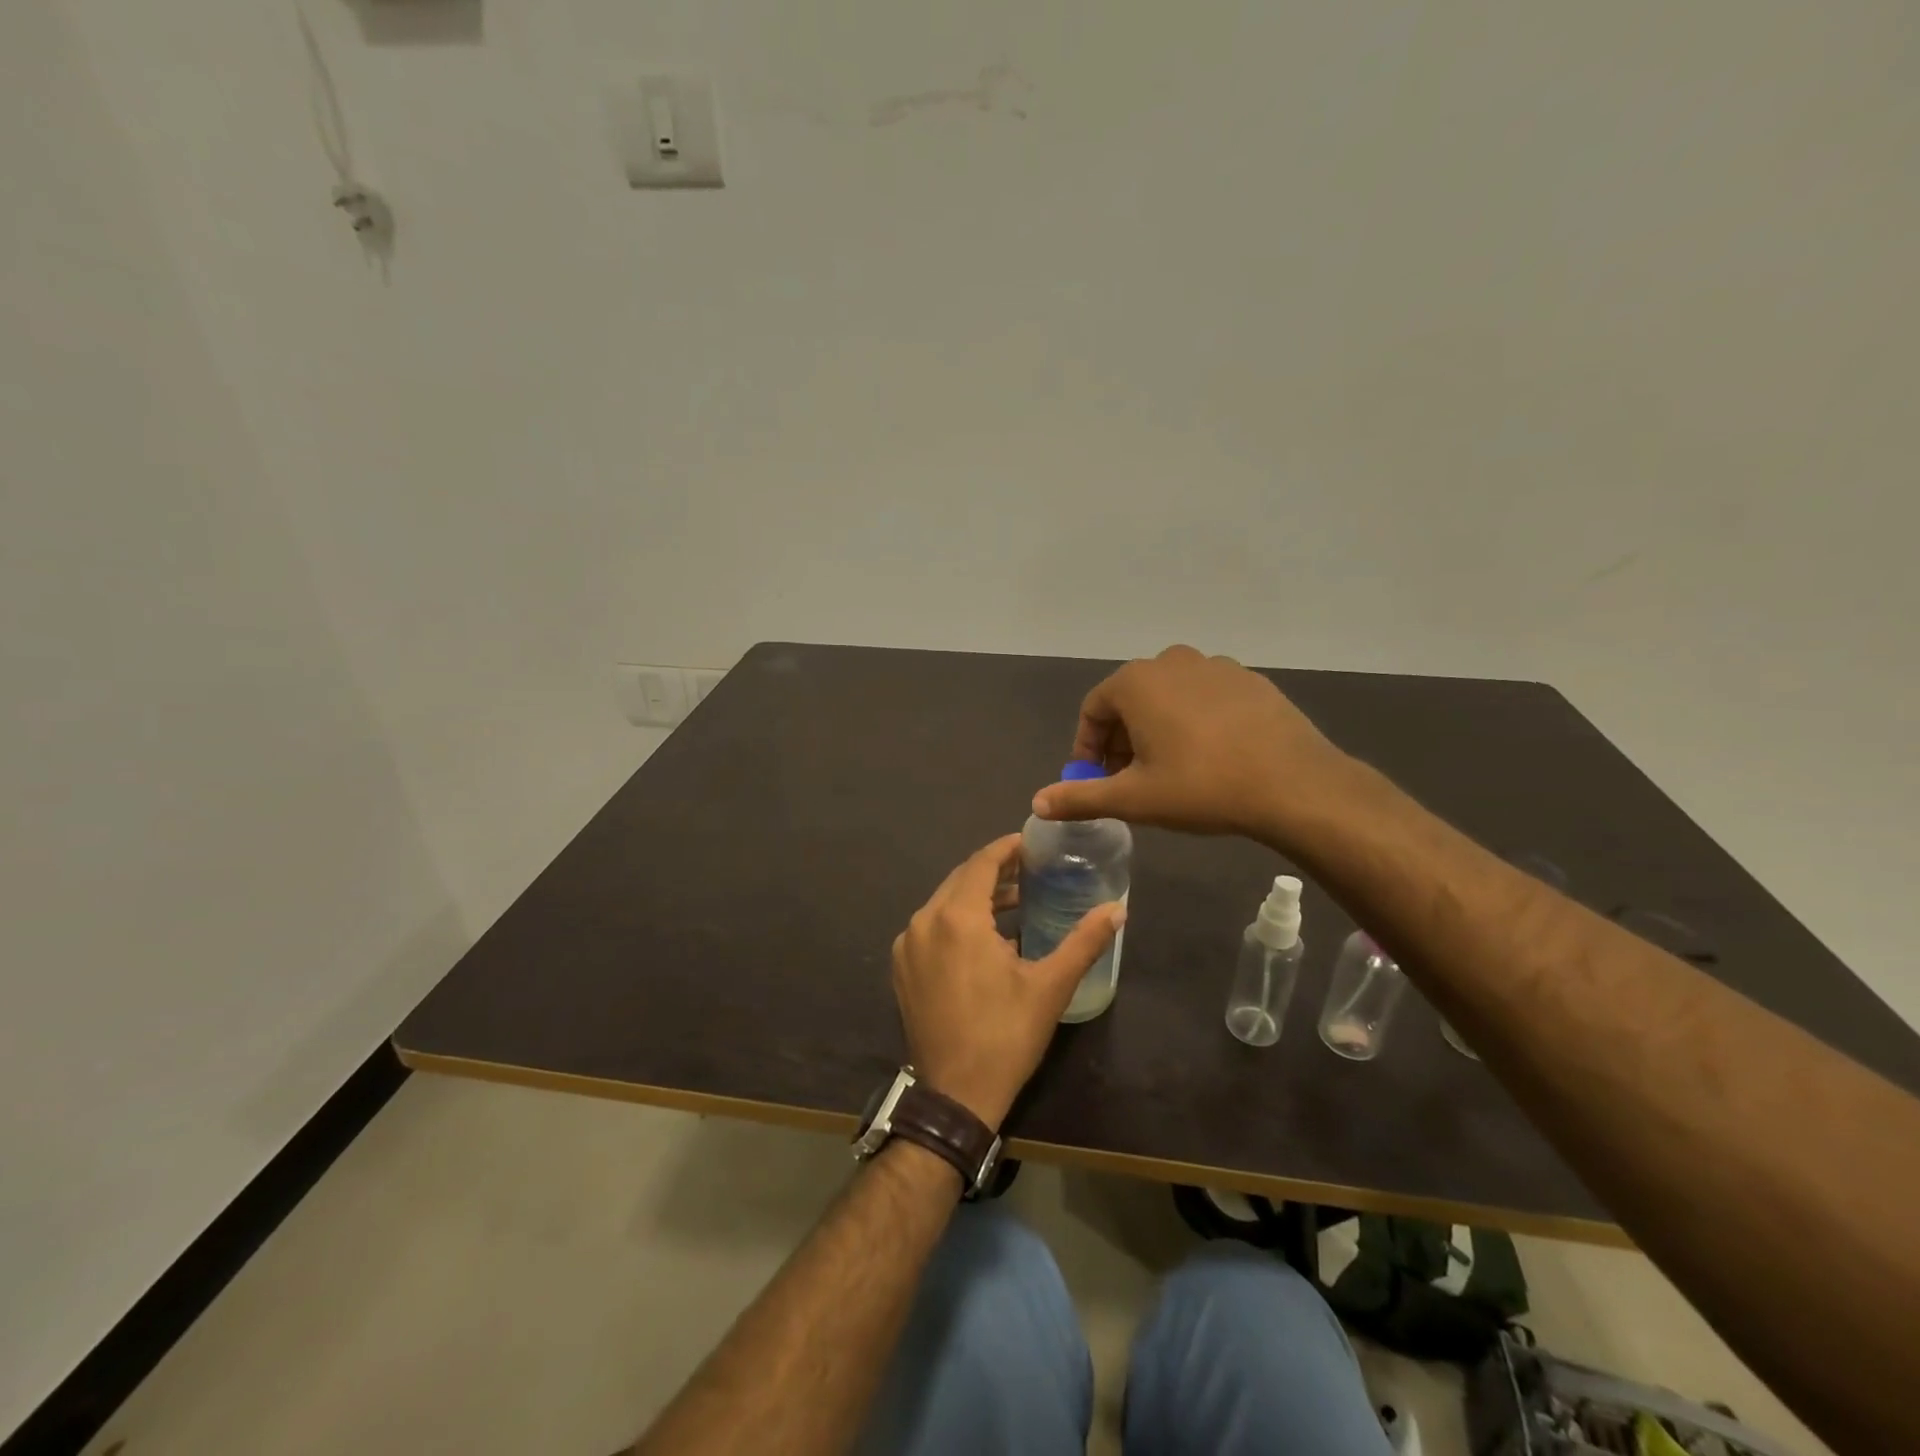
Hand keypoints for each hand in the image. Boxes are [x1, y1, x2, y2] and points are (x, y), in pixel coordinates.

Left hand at [891, 834, 1124, 1130]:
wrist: (954, 1095)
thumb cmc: (1005, 1036)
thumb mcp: (1050, 986)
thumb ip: (1084, 941)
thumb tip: (1119, 909)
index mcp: (956, 918)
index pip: (981, 863)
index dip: (1007, 848)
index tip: (1031, 843)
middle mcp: (924, 921)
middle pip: (961, 879)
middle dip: (994, 870)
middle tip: (1029, 870)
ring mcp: (907, 945)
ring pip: (943, 902)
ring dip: (976, 896)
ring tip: (1014, 901)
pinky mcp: (901, 967)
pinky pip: (930, 927)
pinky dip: (955, 920)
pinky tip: (983, 937)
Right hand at [1030, 644, 1352, 840]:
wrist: (1294, 784)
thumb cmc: (1202, 787)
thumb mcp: (1134, 798)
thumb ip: (1081, 797)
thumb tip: (1037, 803)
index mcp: (1136, 682)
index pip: (1093, 710)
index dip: (1087, 748)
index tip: (1095, 781)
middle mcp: (1171, 662)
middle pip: (1130, 700)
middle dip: (1121, 740)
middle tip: (1129, 779)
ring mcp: (1215, 666)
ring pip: (1168, 697)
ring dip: (1156, 729)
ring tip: (1169, 769)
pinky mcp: (1250, 680)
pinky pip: (1205, 698)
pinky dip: (1194, 721)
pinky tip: (1210, 756)